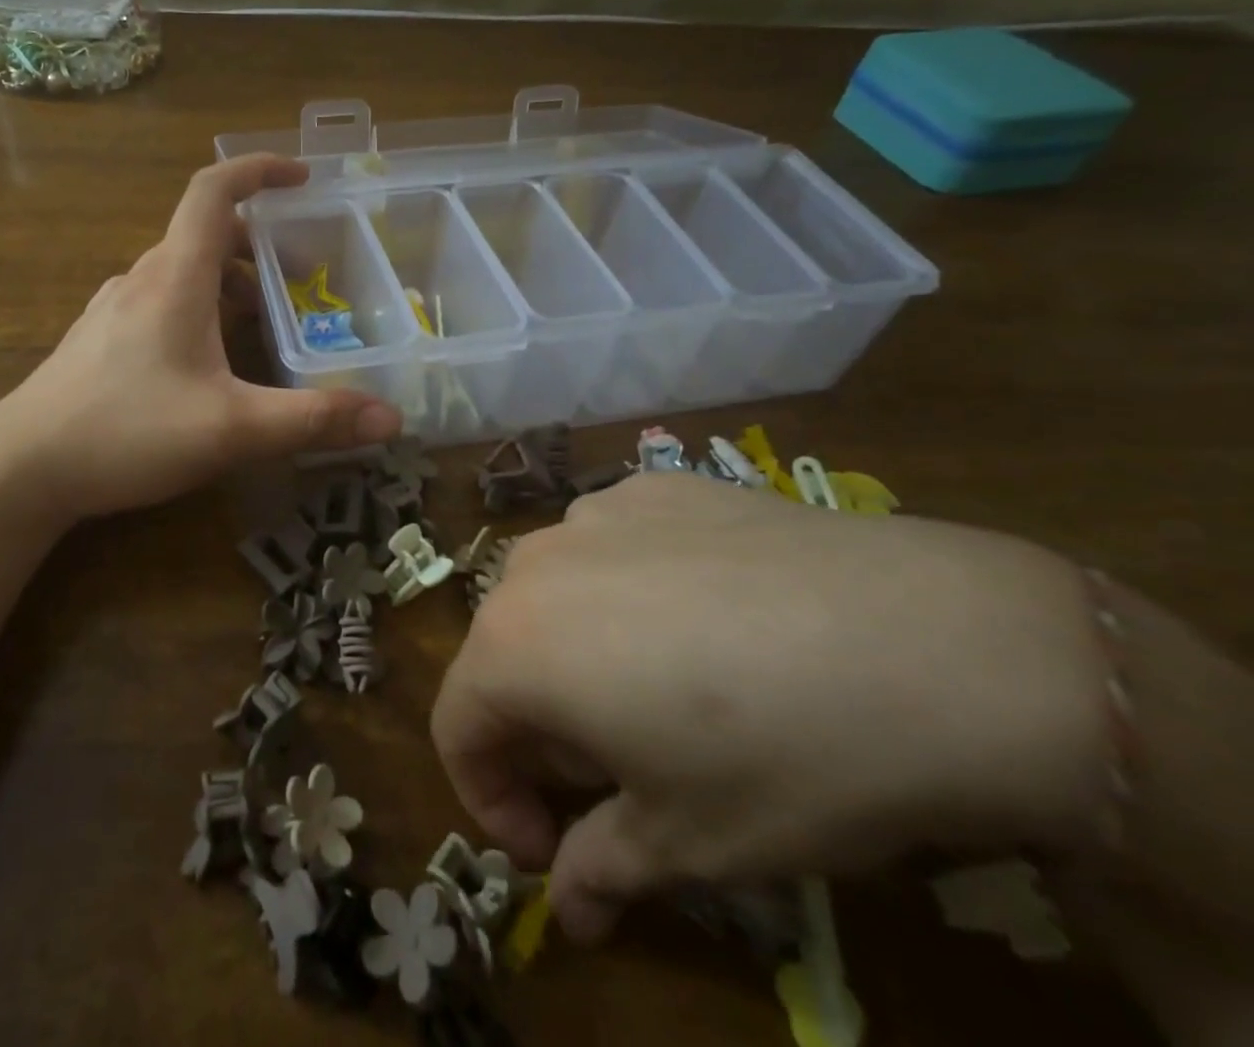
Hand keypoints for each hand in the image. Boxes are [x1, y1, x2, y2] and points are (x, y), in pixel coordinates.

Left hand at [0, 154, 401, 519]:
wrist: (22, 467)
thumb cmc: (126, 431)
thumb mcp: (232, 428)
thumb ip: (312, 420)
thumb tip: (391, 419)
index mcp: (175, 276)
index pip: (214, 191)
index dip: (258, 170)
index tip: (302, 178)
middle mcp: (143, 278)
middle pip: (206, 235)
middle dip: (261, 245)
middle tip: (305, 277)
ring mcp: (115, 308)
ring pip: (184, 272)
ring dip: (231, 283)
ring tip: (268, 324)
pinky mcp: (102, 339)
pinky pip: (162, 302)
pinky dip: (200, 309)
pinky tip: (212, 362)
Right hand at [431, 472, 1110, 942]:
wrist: (940, 645)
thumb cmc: (788, 760)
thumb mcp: (688, 843)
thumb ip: (601, 869)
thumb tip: (568, 910)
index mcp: (513, 644)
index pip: (457, 725)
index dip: (489, 797)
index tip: (550, 844)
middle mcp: (534, 563)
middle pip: (503, 654)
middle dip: (541, 726)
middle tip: (618, 776)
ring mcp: (596, 512)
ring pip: (556, 593)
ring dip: (580, 651)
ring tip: (666, 691)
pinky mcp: (658, 486)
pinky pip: (614, 546)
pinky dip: (631, 590)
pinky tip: (711, 616)